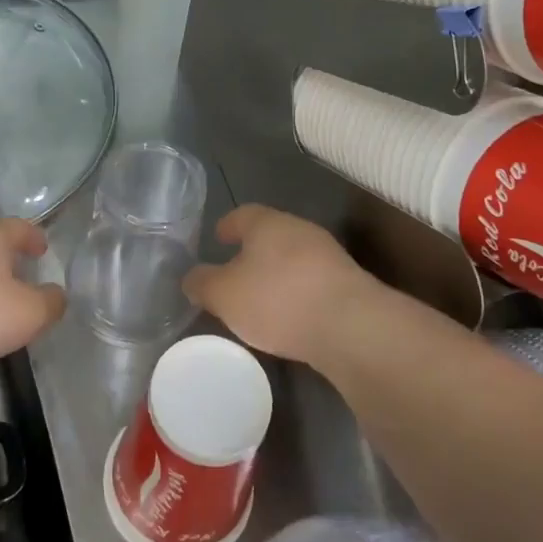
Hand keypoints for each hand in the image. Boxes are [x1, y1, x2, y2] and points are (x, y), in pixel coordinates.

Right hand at [182, 205, 379, 364]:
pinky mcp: (348, 284)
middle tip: (233, 271)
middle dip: (252, 251)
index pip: (242, 214)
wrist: (351, 326)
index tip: (217, 238)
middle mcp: (299, 230)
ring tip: (260, 299)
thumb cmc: (277, 299)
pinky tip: (289, 316)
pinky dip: (297, 293)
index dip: (227, 226)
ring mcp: (328, 256)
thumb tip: (191, 277)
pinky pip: (312, 282)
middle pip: (270, 235)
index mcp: (267, 223)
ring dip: (276, 274)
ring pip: (292, 258)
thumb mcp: (224, 295)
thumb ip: (202, 283)